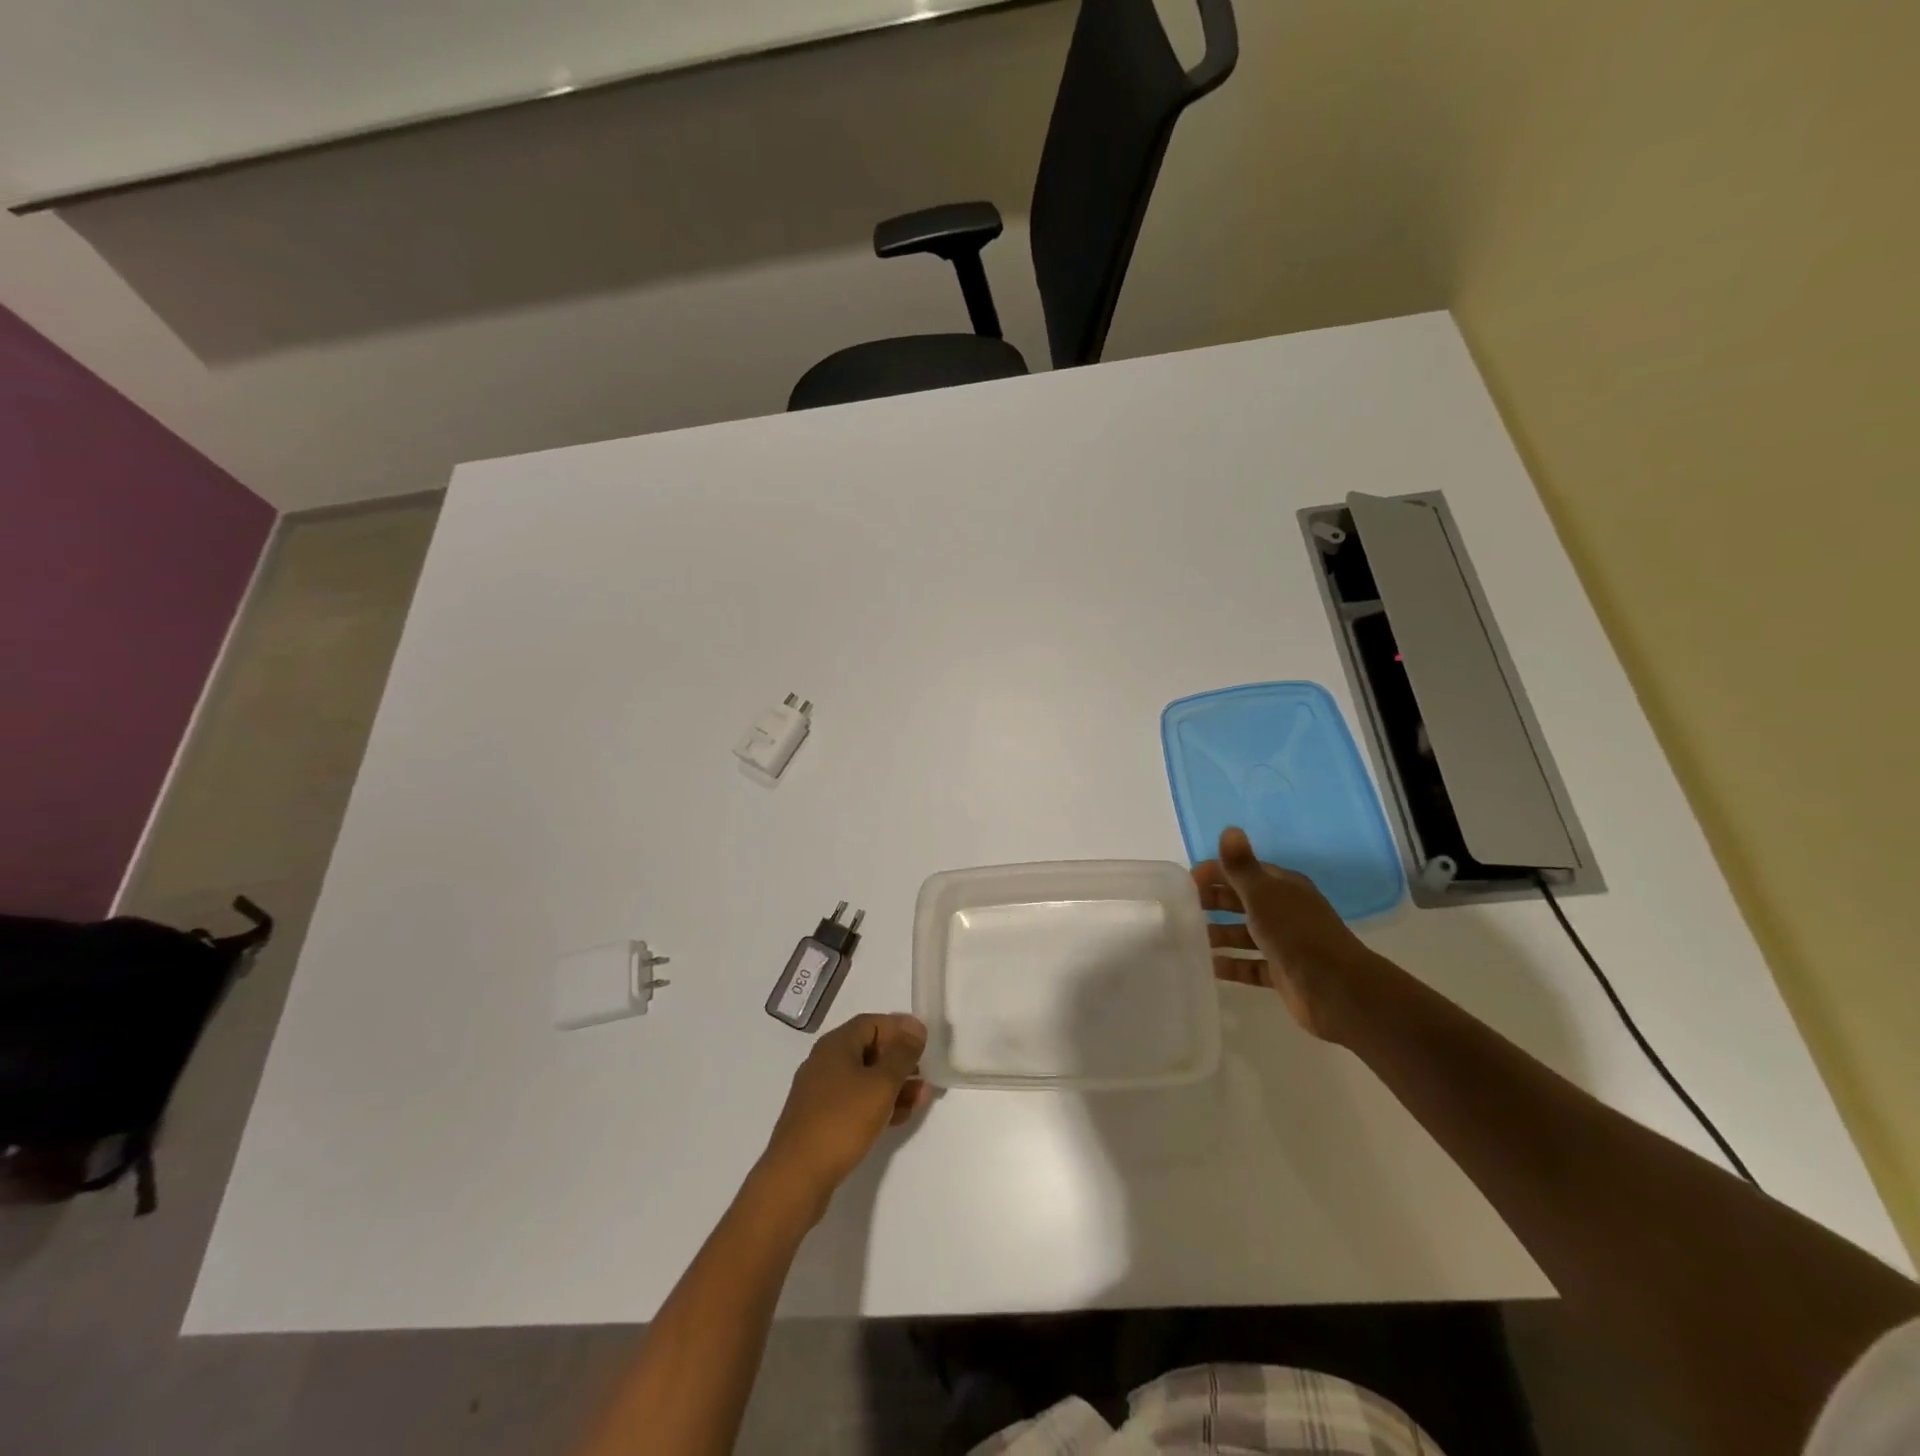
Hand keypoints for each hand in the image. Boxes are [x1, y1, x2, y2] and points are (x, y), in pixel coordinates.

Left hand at [761, 1013, 929, 1208]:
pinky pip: (856, 1102)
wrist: (796, 1177)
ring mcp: (821, 1093)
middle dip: (900, 1060)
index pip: (872, 1023)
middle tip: (928, 1072)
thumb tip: (915, 1027)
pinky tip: (899, 1117)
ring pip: (864, 1078)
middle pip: (869, 1049)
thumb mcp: (880, 1084)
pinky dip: (878, 1104)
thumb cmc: (841, 1121)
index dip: (900, 1028)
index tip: (926, 1042)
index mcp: (836, 1045)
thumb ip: (902, 1054)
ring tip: (922, 1097)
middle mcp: (825, 1062)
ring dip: (894, 1084)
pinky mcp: (821, 1120)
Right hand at [1192, 826, 1381, 1041]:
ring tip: (1187, 938)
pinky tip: (1208, 966)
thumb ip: (1241, 865)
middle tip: (1180, 909)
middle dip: (1213, 902)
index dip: (1216, 872)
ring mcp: (1284, 944)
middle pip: (1242, 902)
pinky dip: (1231, 965)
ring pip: (1244, 934)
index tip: (1186, 882)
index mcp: (1283, 887)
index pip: (1244, 871)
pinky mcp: (1282, 973)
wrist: (1335, 989)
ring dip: (1218, 934)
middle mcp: (1284, 912)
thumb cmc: (1295, 933)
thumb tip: (1229, 828)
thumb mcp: (1263, 894)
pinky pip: (1250, 965)